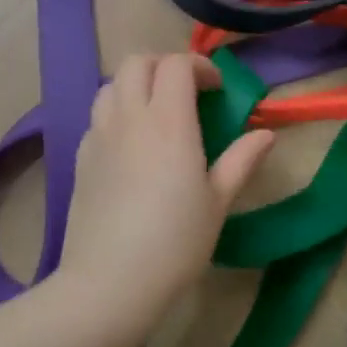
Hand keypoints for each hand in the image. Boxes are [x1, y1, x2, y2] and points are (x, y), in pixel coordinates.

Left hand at [57, 52, 274, 346]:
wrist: (109, 283)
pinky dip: (117, 113)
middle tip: (187, 92)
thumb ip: (241, 160)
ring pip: (111, 85)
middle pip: (137, 62)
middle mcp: (130, 118)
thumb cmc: (175, 242)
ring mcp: (99, 136)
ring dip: (137, 85)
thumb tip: (266, 134)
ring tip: (157, 113)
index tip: (217, 90)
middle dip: (165, 66)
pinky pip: (97, 116)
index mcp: (168, 122)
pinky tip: (131, 145)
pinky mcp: (81, 158)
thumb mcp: (218, 202)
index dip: (200, 67)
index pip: (176, 65)